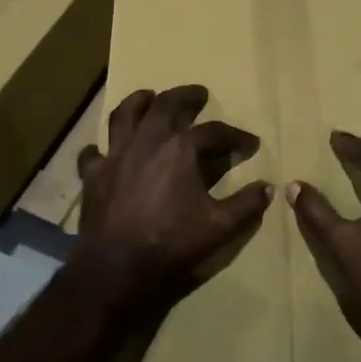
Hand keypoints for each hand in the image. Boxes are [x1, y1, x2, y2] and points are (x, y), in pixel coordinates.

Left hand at [76, 85, 272, 308]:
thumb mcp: (220, 227)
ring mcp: (116, 154)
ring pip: (125, 114)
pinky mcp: (93, 174)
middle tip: (198, 95)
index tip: (250, 144)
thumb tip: (267, 187)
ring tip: (149, 97)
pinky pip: (93, 152)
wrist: (117, 266)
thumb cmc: (171, 243)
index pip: (214, 132)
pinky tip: (105, 150)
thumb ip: (246, 205)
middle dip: (186, 97)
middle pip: (167, 104)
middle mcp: (147, 140)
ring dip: (139, 101)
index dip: (235, 136)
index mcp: (180, 149)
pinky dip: (100, 148)